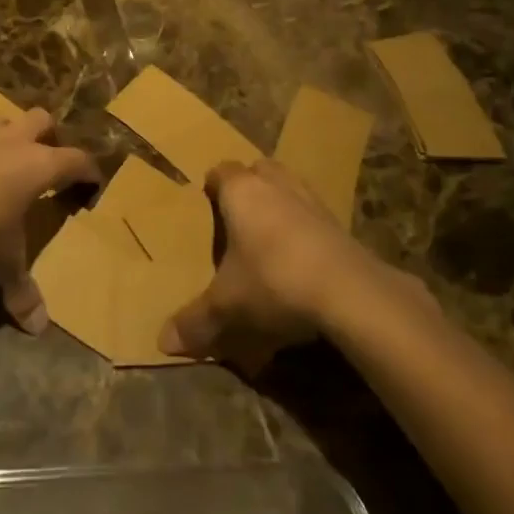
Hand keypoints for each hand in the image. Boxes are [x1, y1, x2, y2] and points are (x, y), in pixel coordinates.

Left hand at [0, 108, 98, 332]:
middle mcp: (12, 141)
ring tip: (0, 158)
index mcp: (39, 165)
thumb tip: (38, 327)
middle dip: (47, 135)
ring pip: (0, 118)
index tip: (93, 182)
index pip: (77, 159)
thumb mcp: (3, 263)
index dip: (88, 170)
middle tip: (45, 159)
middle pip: (41, 120)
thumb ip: (21, 290)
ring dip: (4, 134)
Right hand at [158, 158, 398, 362]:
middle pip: (258, 171)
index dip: (212, 185)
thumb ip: (195, 321)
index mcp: (241, 191)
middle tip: (237, 219)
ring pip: (289, 189)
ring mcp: (312, 200)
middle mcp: (276, 184)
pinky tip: (301, 262)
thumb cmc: (273, 281)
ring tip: (269, 240)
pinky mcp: (340, 223)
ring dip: (280, 206)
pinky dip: (305, 231)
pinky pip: (313, 216)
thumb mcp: (227, 307)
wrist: (349, 291)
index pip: (221, 171)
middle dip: (249, 188)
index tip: (206, 204)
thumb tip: (163, 342)